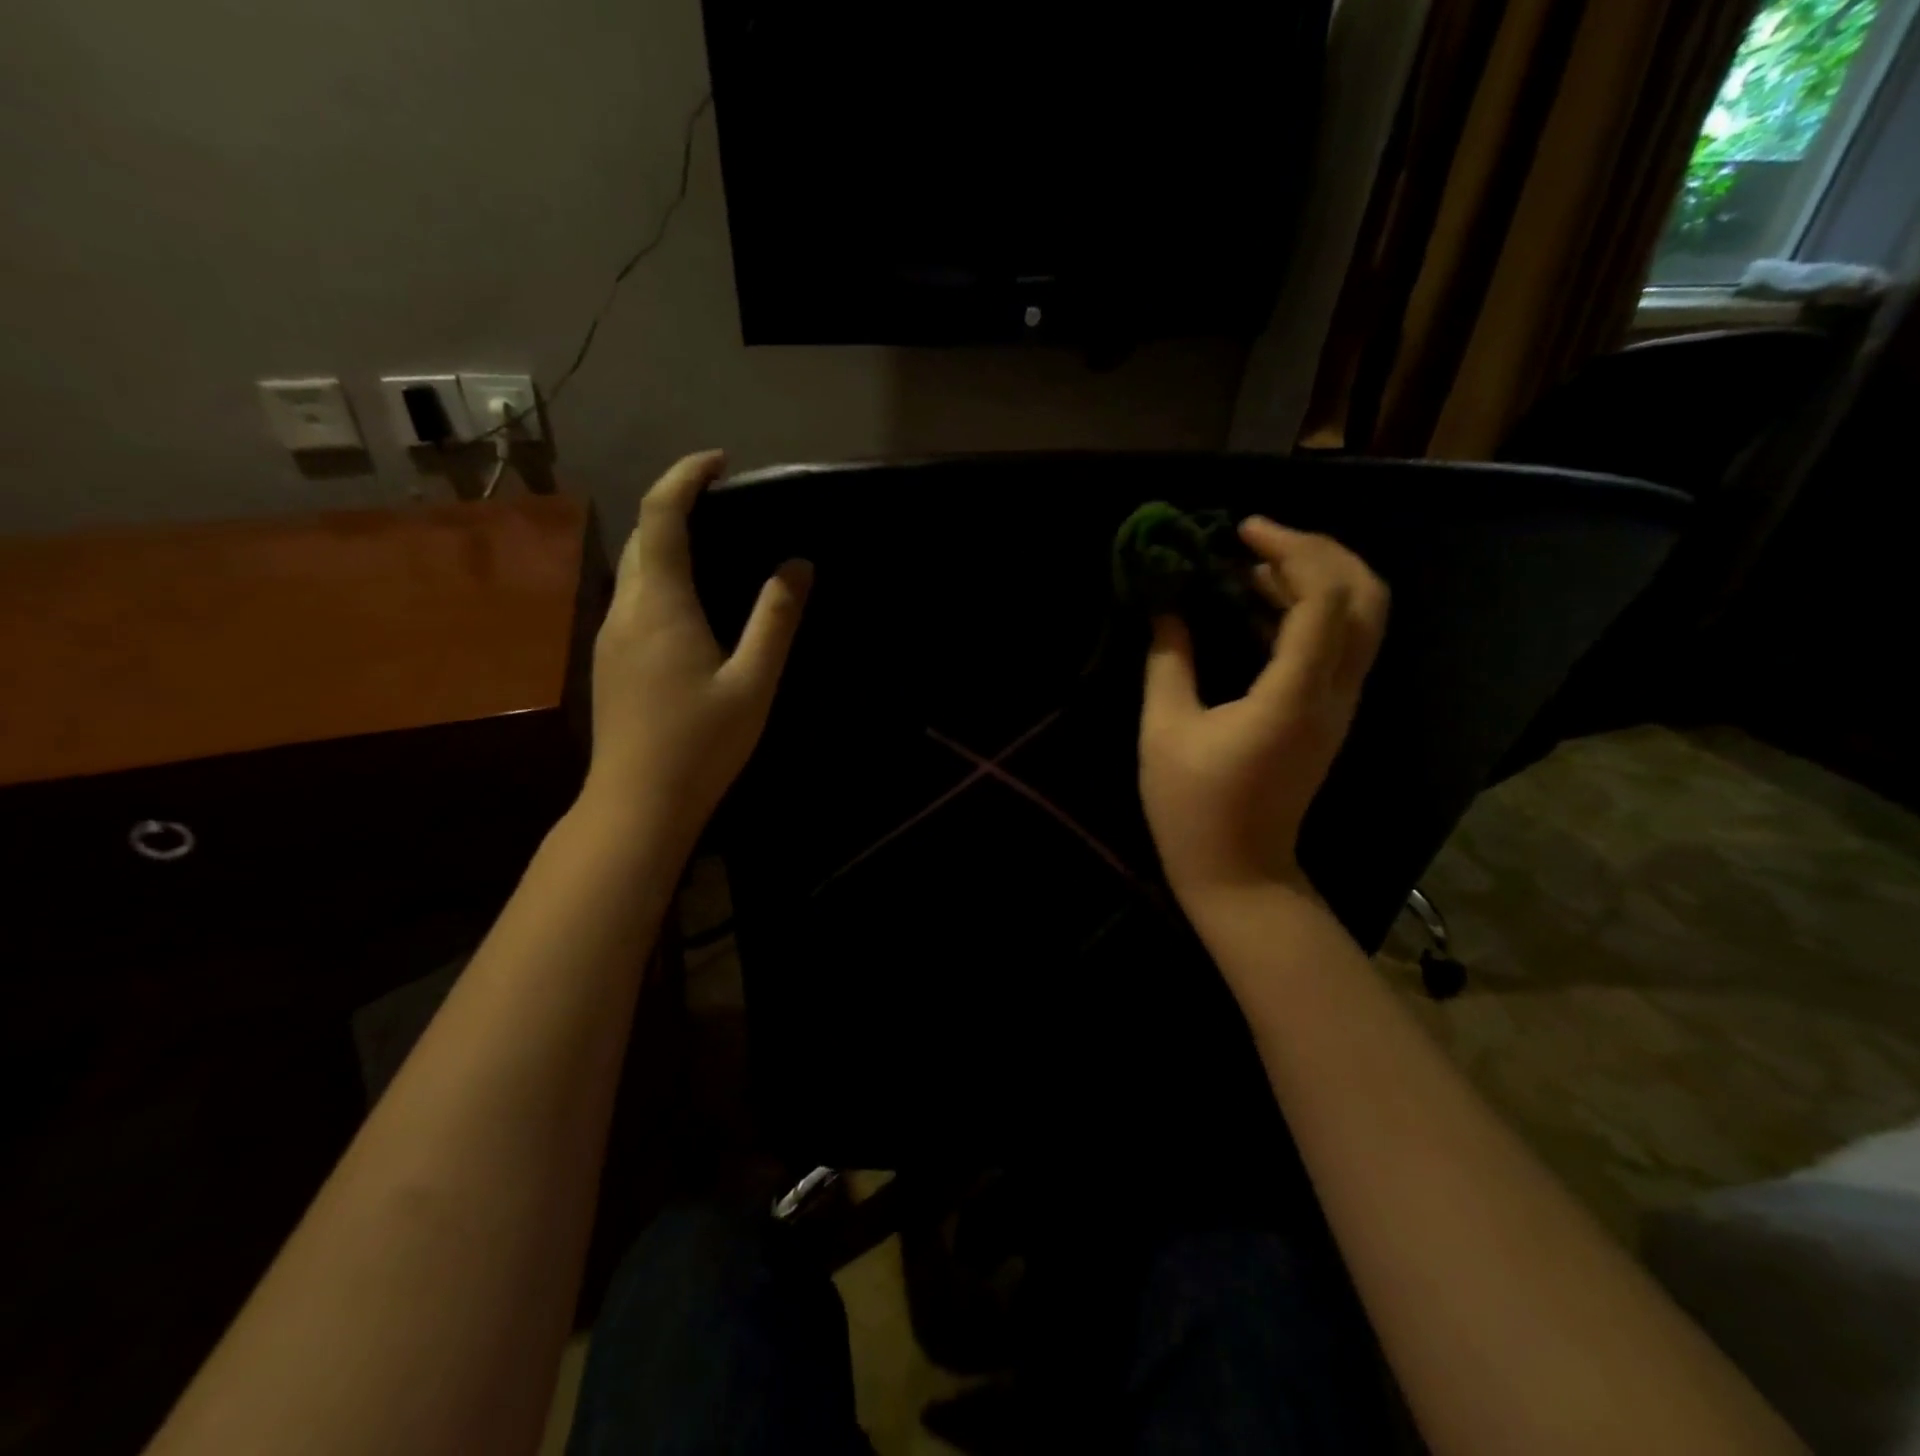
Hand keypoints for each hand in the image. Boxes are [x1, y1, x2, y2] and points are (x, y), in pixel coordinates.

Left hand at [582, 450, 811, 849]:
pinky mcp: (610, 660)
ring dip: (666, 542)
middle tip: (725, 504)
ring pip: (633, 568)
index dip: (686, 478)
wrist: (637, 803)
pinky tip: (690, 604)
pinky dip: (660, 576)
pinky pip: (633, 597)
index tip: (720, 463)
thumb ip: (776, 619)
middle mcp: (626, 608)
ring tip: (713, 545)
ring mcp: (610, 635)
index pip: (661, 515)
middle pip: (641, 535)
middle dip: (676, 505)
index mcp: (660, 603)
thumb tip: (796, 565)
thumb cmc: (701, 742)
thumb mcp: (754, 681)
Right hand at [1139, 517, 1387, 907]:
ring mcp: (1340, 705)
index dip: (1290, 551)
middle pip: (1365, 597)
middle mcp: (1334, 693)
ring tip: (1251, 562)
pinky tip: (1257, 603)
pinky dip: (1309, 609)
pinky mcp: (1330, 714)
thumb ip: (1168, 661)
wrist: (1240, 872)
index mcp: (1294, 696)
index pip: (1324, 599)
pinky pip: (1339, 643)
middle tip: (1258, 537)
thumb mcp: (1165, 730)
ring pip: (1360, 618)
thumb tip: (1167, 609)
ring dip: (1315, 577)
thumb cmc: (1193, 807)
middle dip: (1318, 551)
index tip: (1240, 532)